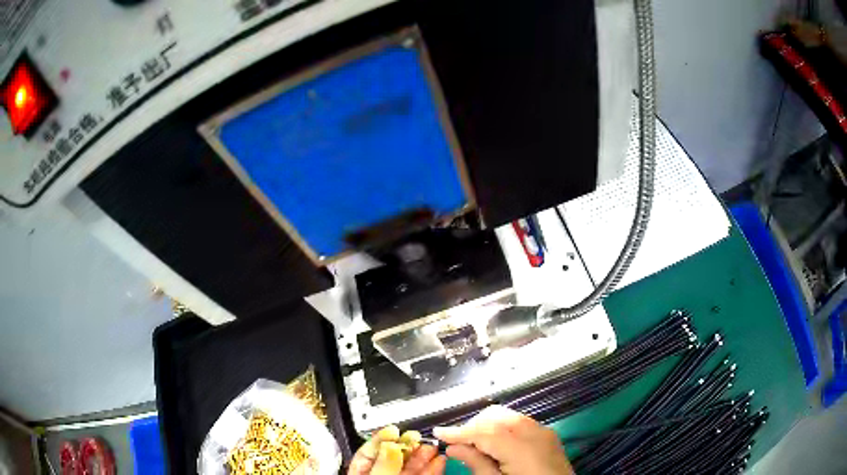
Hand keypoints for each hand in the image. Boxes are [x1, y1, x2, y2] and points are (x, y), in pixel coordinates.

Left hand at [348, 426, 445, 474]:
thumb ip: (382, 466)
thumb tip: (391, 446)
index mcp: (362, 473)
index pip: (368, 452)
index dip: (381, 438)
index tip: (393, 429)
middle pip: (392, 458)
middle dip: (407, 445)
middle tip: (417, 436)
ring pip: (409, 467)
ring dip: (422, 455)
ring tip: (433, 445)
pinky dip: (432, 468)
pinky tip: (439, 460)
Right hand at [433, 405, 573, 474]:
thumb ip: (477, 464)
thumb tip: (454, 447)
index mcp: (522, 448)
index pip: (484, 431)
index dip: (459, 431)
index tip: (438, 432)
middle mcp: (535, 432)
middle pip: (496, 416)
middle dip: (474, 426)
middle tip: (458, 443)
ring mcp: (545, 431)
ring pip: (508, 416)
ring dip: (488, 426)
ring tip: (475, 445)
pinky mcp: (549, 435)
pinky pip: (520, 423)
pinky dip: (503, 428)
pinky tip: (496, 445)